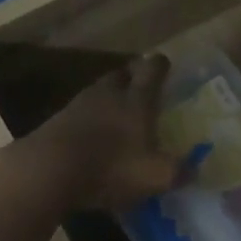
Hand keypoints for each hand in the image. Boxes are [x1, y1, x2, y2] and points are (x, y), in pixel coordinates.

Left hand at [17, 55, 181, 212]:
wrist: (47, 171)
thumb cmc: (110, 168)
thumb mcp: (154, 176)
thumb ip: (177, 171)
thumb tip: (193, 169)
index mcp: (136, 101)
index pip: (152, 71)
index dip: (160, 66)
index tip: (164, 63)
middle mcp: (108, 95)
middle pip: (120, 75)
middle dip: (131, 77)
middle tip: (139, 87)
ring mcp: (78, 106)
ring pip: (97, 92)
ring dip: (107, 97)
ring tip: (115, 111)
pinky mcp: (55, 123)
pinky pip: (78, 113)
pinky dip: (87, 119)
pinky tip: (89, 134)